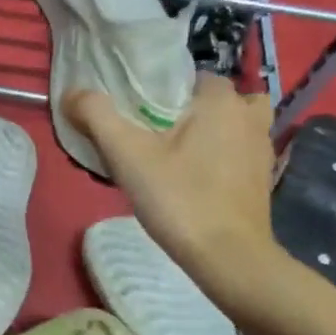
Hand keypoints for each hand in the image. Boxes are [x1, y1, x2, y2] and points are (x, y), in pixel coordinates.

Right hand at [65, 75, 289, 310]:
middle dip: (194, 110)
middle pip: (220, 99)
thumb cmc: (179, 197)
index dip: (167, 90)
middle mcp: (249, 118)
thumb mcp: (127, 154)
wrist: (227, 257)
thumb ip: (97, 116)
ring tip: (181, 153)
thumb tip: (71, 92)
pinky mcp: (264, 180)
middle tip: (161, 134)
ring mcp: (263, 150)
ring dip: (215, 131)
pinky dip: (224, 158)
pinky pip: (241, 154)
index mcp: (221, 102)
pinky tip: (197, 179)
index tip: (142, 113)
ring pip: (236, 125)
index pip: (195, 77)